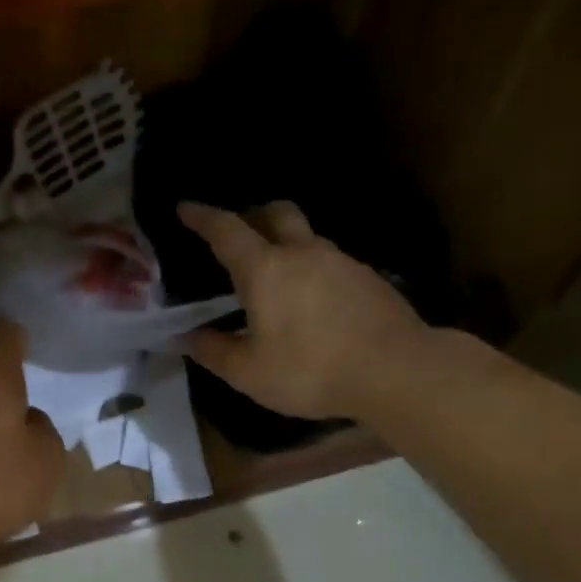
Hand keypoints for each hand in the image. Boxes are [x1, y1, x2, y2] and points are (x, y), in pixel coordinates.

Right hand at [180, 201, 435, 420]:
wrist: (395, 371)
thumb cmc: (310, 371)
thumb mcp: (249, 372)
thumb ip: (213, 351)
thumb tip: (186, 337)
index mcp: (265, 270)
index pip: (226, 230)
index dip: (202, 217)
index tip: (185, 208)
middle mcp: (303, 253)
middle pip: (276, 212)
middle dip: (252, 214)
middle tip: (239, 232)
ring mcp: (341, 262)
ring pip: (307, 237)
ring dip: (286, 243)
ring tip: (275, 275)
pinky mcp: (368, 279)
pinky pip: (331, 261)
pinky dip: (312, 269)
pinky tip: (312, 301)